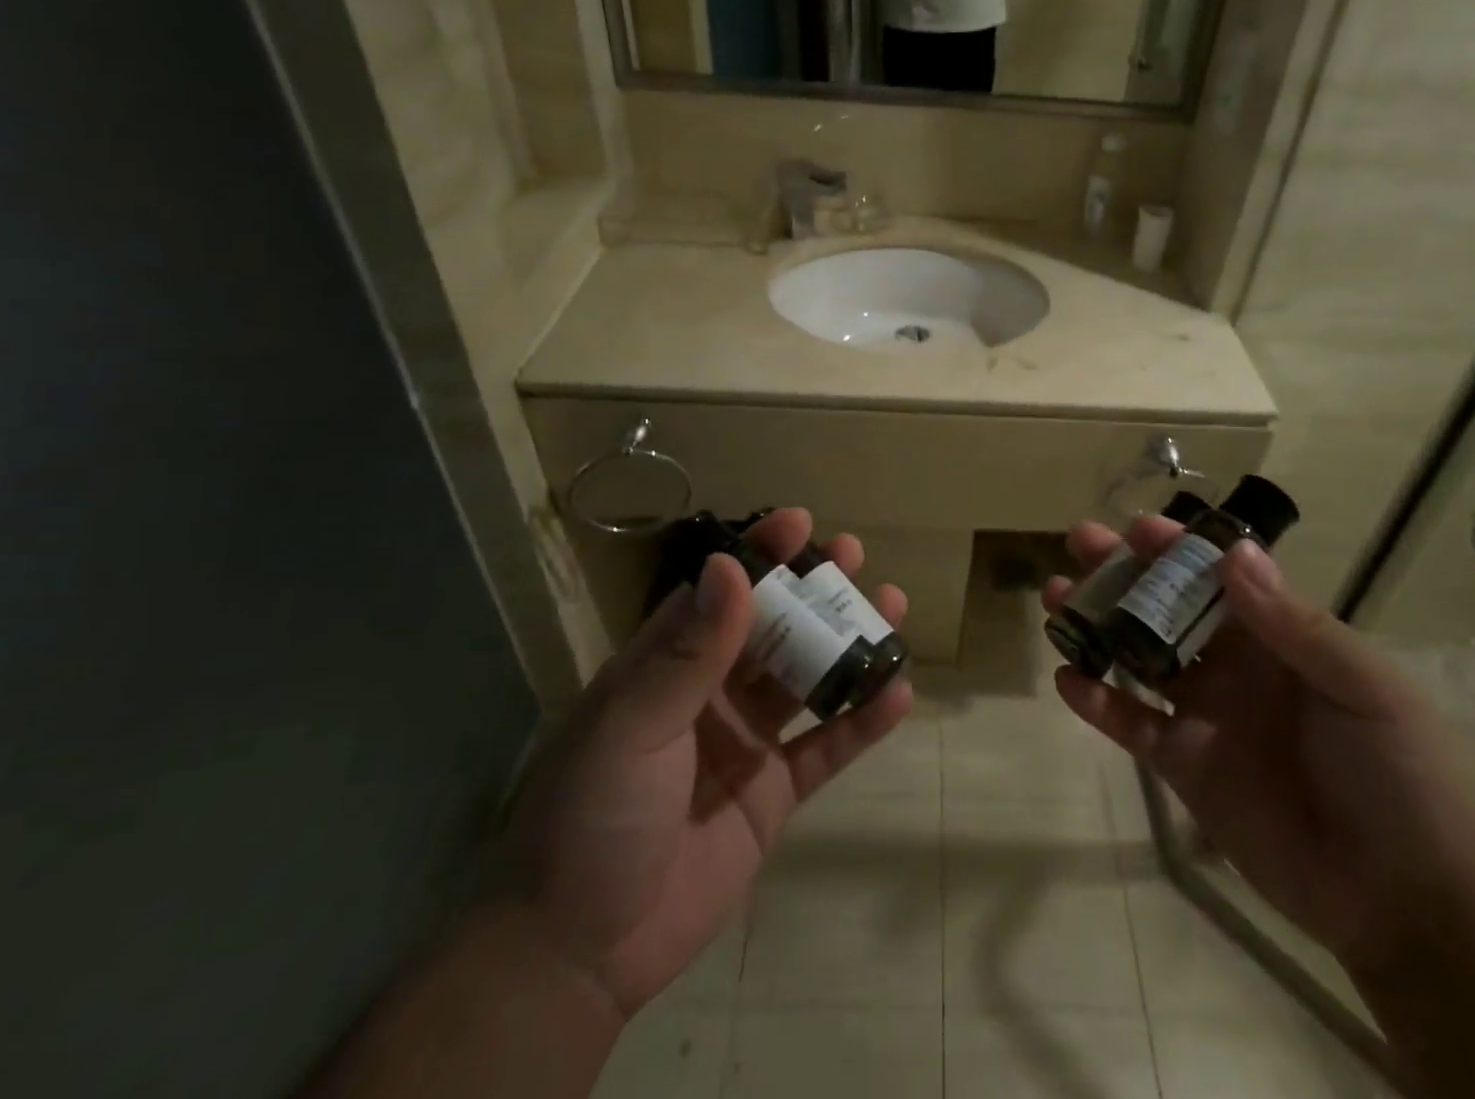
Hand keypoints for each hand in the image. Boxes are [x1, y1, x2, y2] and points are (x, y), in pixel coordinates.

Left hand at [496, 509, 912, 1021]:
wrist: (577, 953)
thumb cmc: (590, 817)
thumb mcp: (632, 724)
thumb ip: (689, 651)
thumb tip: (731, 565)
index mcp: (667, 665)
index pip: (720, 592)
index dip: (761, 555)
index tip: (802, 522)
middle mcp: (710, 693)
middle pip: (774, 626)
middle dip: (814, 589)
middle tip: (856, 557)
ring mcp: (746, 741)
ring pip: (808, 678)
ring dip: (849, 644)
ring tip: (894, 608)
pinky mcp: (774, 793)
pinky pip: (826, 748)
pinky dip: (862, 722)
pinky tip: (897, 694)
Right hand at [1046, 518, 1474, 975]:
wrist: (1404, 898)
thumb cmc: (1398, 776)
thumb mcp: (1364, 688)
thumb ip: (1295, 624)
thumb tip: (1234, 553)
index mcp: (1279, 638)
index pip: (1220, 576)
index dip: (1179, 548)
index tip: (1137, 527)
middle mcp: (1235, 665)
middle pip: (1168, 607)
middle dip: (1125, 573)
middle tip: (1079, 544)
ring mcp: (1205, 713)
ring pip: (1139, 657)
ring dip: (1099, 626)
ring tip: (1057, 600)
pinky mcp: (1184, 764)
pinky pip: (1132, 724)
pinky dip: (1098, 702)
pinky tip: (1067, 679)